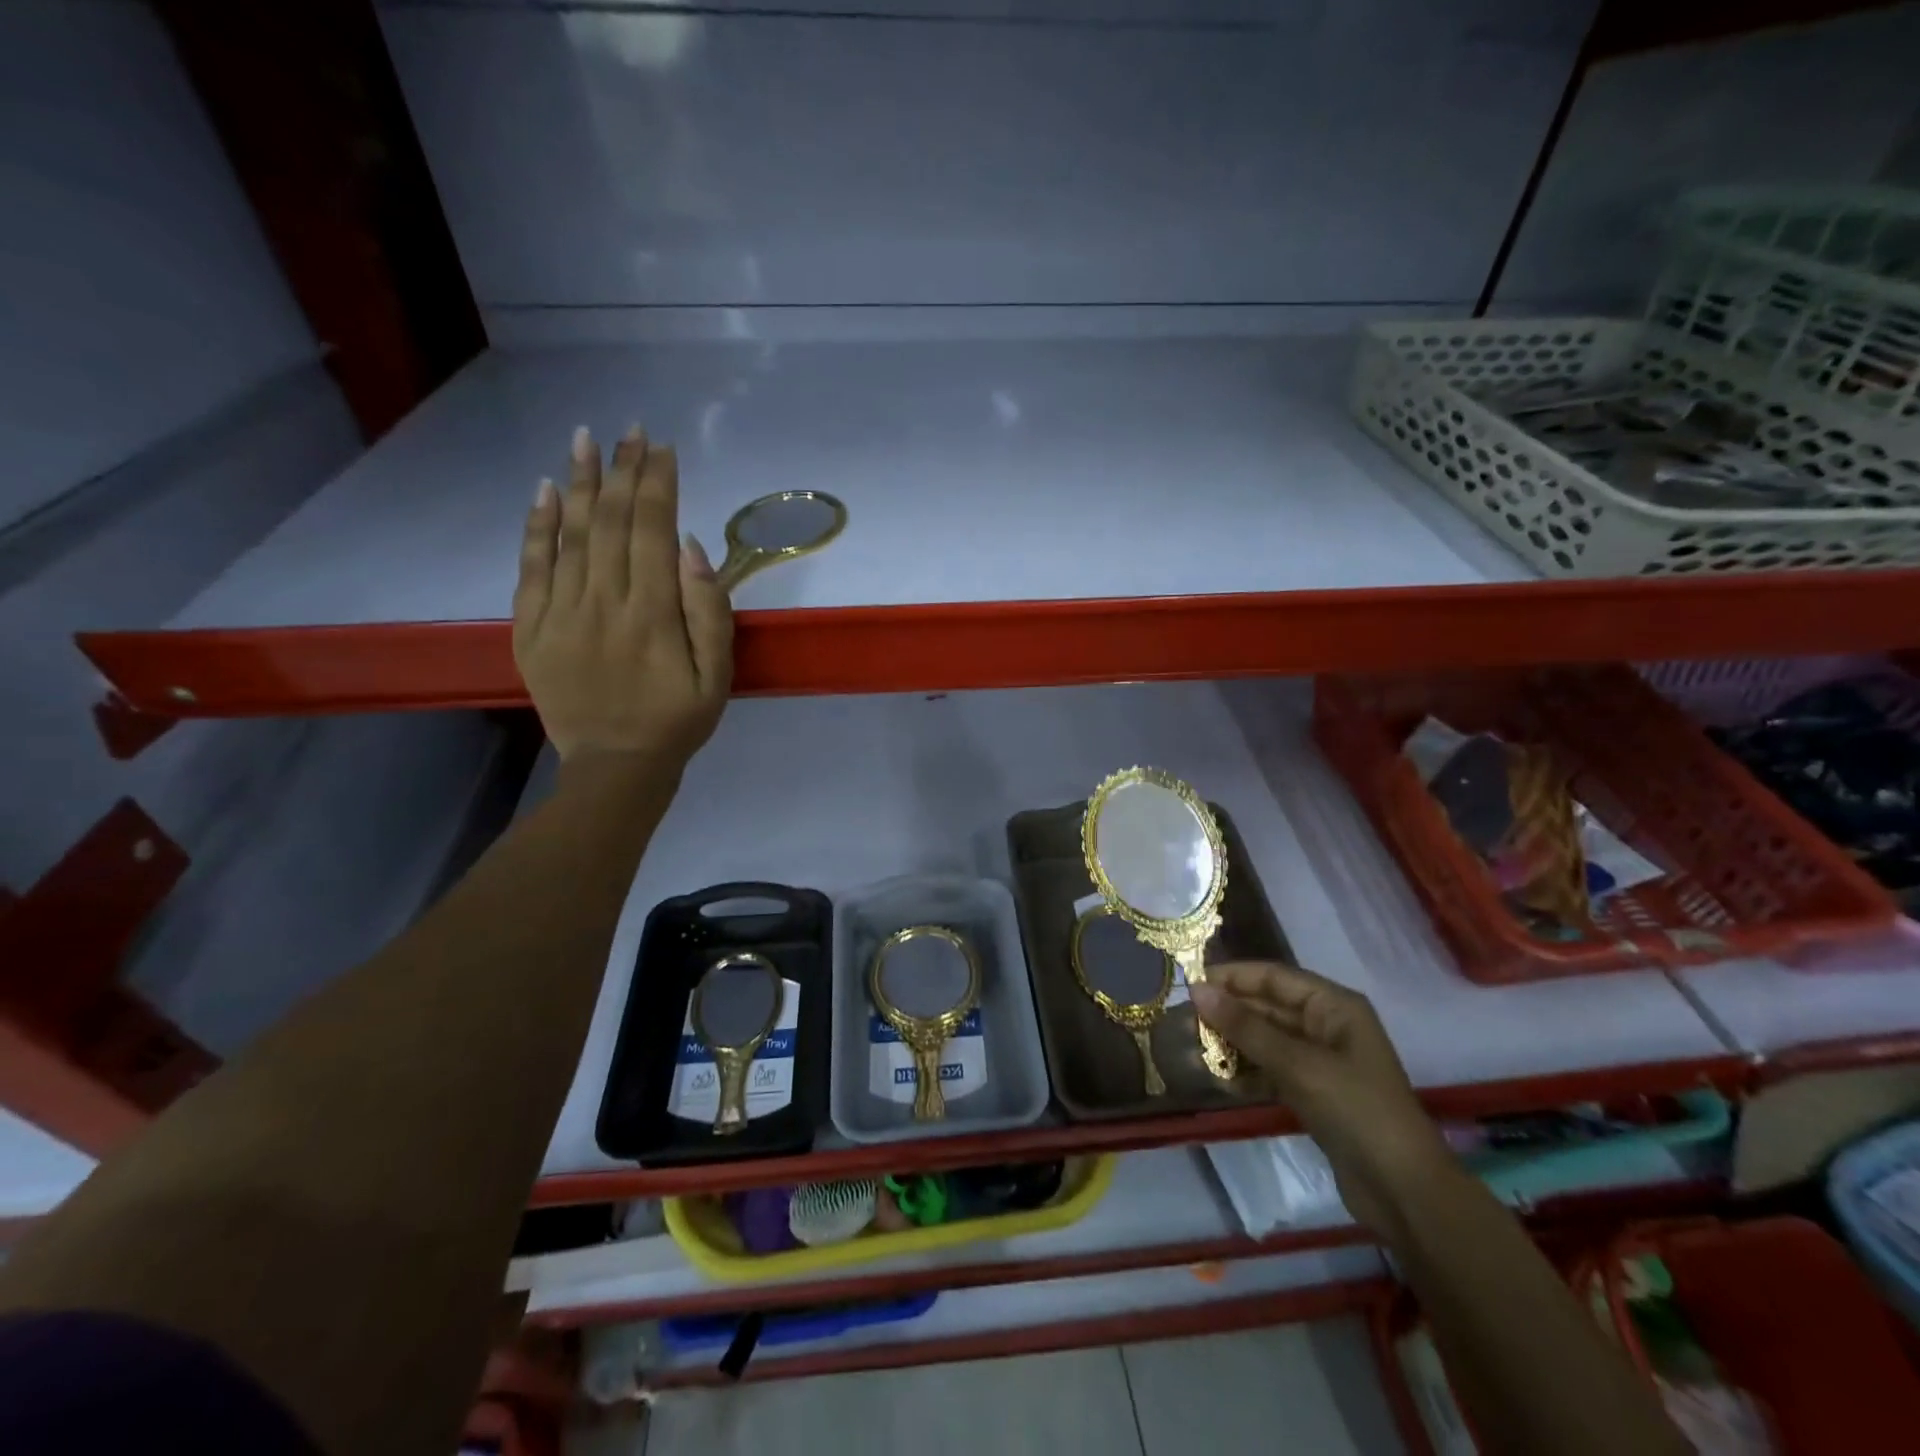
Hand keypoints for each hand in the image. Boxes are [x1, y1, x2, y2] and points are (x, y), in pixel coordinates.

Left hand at [513, 426, 732, 765]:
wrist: (616, 766)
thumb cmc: (678, 720)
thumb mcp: (719, 676)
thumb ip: (710, 613)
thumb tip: (691, 548)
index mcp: (653, 615)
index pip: (653, 530)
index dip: (657, 485)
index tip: (663, 449)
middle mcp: (603, 603)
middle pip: (610, 522)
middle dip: (622, 471)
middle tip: (629, 430)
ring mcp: (560, 614)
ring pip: (569, 535)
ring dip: (579, 482)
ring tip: (585, 438)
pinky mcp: (530, 630)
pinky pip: (530, 568)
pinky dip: (536, 526)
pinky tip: (544, 491)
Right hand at [1189, 963, 1451, 1233]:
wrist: (1404, 1191)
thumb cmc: (1355, 1110)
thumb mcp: (1297, 1064)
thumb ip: (1245, 1027)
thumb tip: (1198, 990)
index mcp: (1333, 1006)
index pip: (1273, 976)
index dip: (1232, 977)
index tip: (1189, 984)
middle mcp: (1327, 1025)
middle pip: (1268, 1006)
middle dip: (1228, 1012)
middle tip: (1184, 1019)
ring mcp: (1321, 1060)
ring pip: (1267, 1038)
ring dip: (1233, 1042)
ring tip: (1192, 1047)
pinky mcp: (1315, 1092)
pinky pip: (1272, 1068)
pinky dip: (1247, 1070)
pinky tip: (1219, 1077)